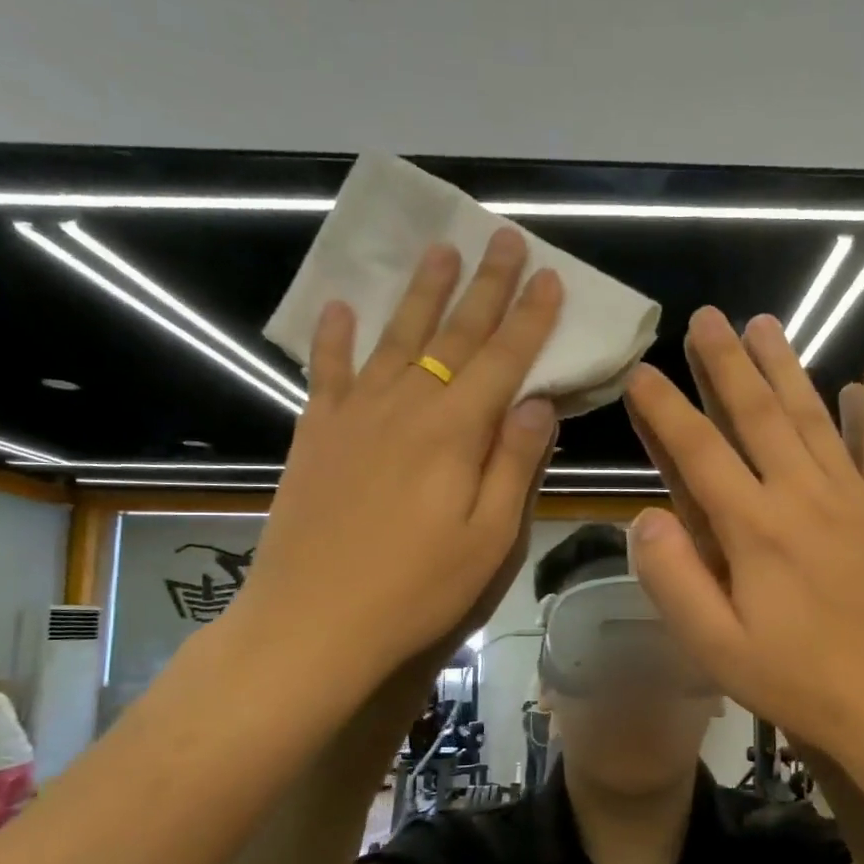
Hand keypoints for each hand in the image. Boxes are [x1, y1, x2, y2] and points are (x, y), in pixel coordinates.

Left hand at [228, 229, 561, 699]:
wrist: (312, 624)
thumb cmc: (417, 591)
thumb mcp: (489, 539)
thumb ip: (516, 464)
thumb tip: (539, 401)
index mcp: (455, 433)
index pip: (504, 360)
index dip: (531, 318)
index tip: (550, 277)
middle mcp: (406, 407)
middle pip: (453, 334)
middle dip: (484, 286)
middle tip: (504, 238)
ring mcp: (354, 417)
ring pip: (395, 339)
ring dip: (420, 293)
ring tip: (439, 250)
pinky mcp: (315, 435)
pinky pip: (327, 372)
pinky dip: (333, 337)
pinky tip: (338, 308)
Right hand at [622, 309, 863, 766]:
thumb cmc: (802, 683)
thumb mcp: (717, 649)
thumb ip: (674, 580)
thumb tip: (642, 517)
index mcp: (755, 529)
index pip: (699, 451)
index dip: (665, 408)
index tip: (641, 370)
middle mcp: (804, 496)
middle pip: (758, 414)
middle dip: (726, 362)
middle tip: (706, 317)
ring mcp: (856, 499)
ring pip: (813, 416)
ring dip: (787, 366)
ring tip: (765, 323)